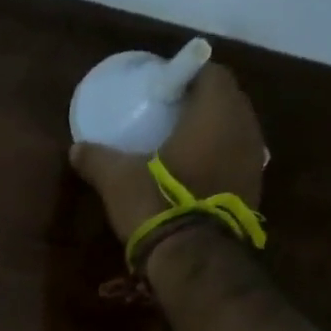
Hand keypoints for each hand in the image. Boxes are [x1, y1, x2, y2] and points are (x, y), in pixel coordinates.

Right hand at [70, 62, 265, 247]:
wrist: (191, 257)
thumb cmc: (156, 203)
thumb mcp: (117, 180)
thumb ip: (97, 159)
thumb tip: (76, 148)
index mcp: (215, 111)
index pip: (211, 73)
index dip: (187, 77)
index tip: (163, 91)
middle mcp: (245, 126)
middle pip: (226, 101)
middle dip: (200, 105)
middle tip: (169, 118)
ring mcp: (254, 159)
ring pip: (234, 132)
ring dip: (212, 134)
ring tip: (181, 149)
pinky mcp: (253, 189)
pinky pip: (235, 161)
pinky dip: (218, 161)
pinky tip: (194, 177)